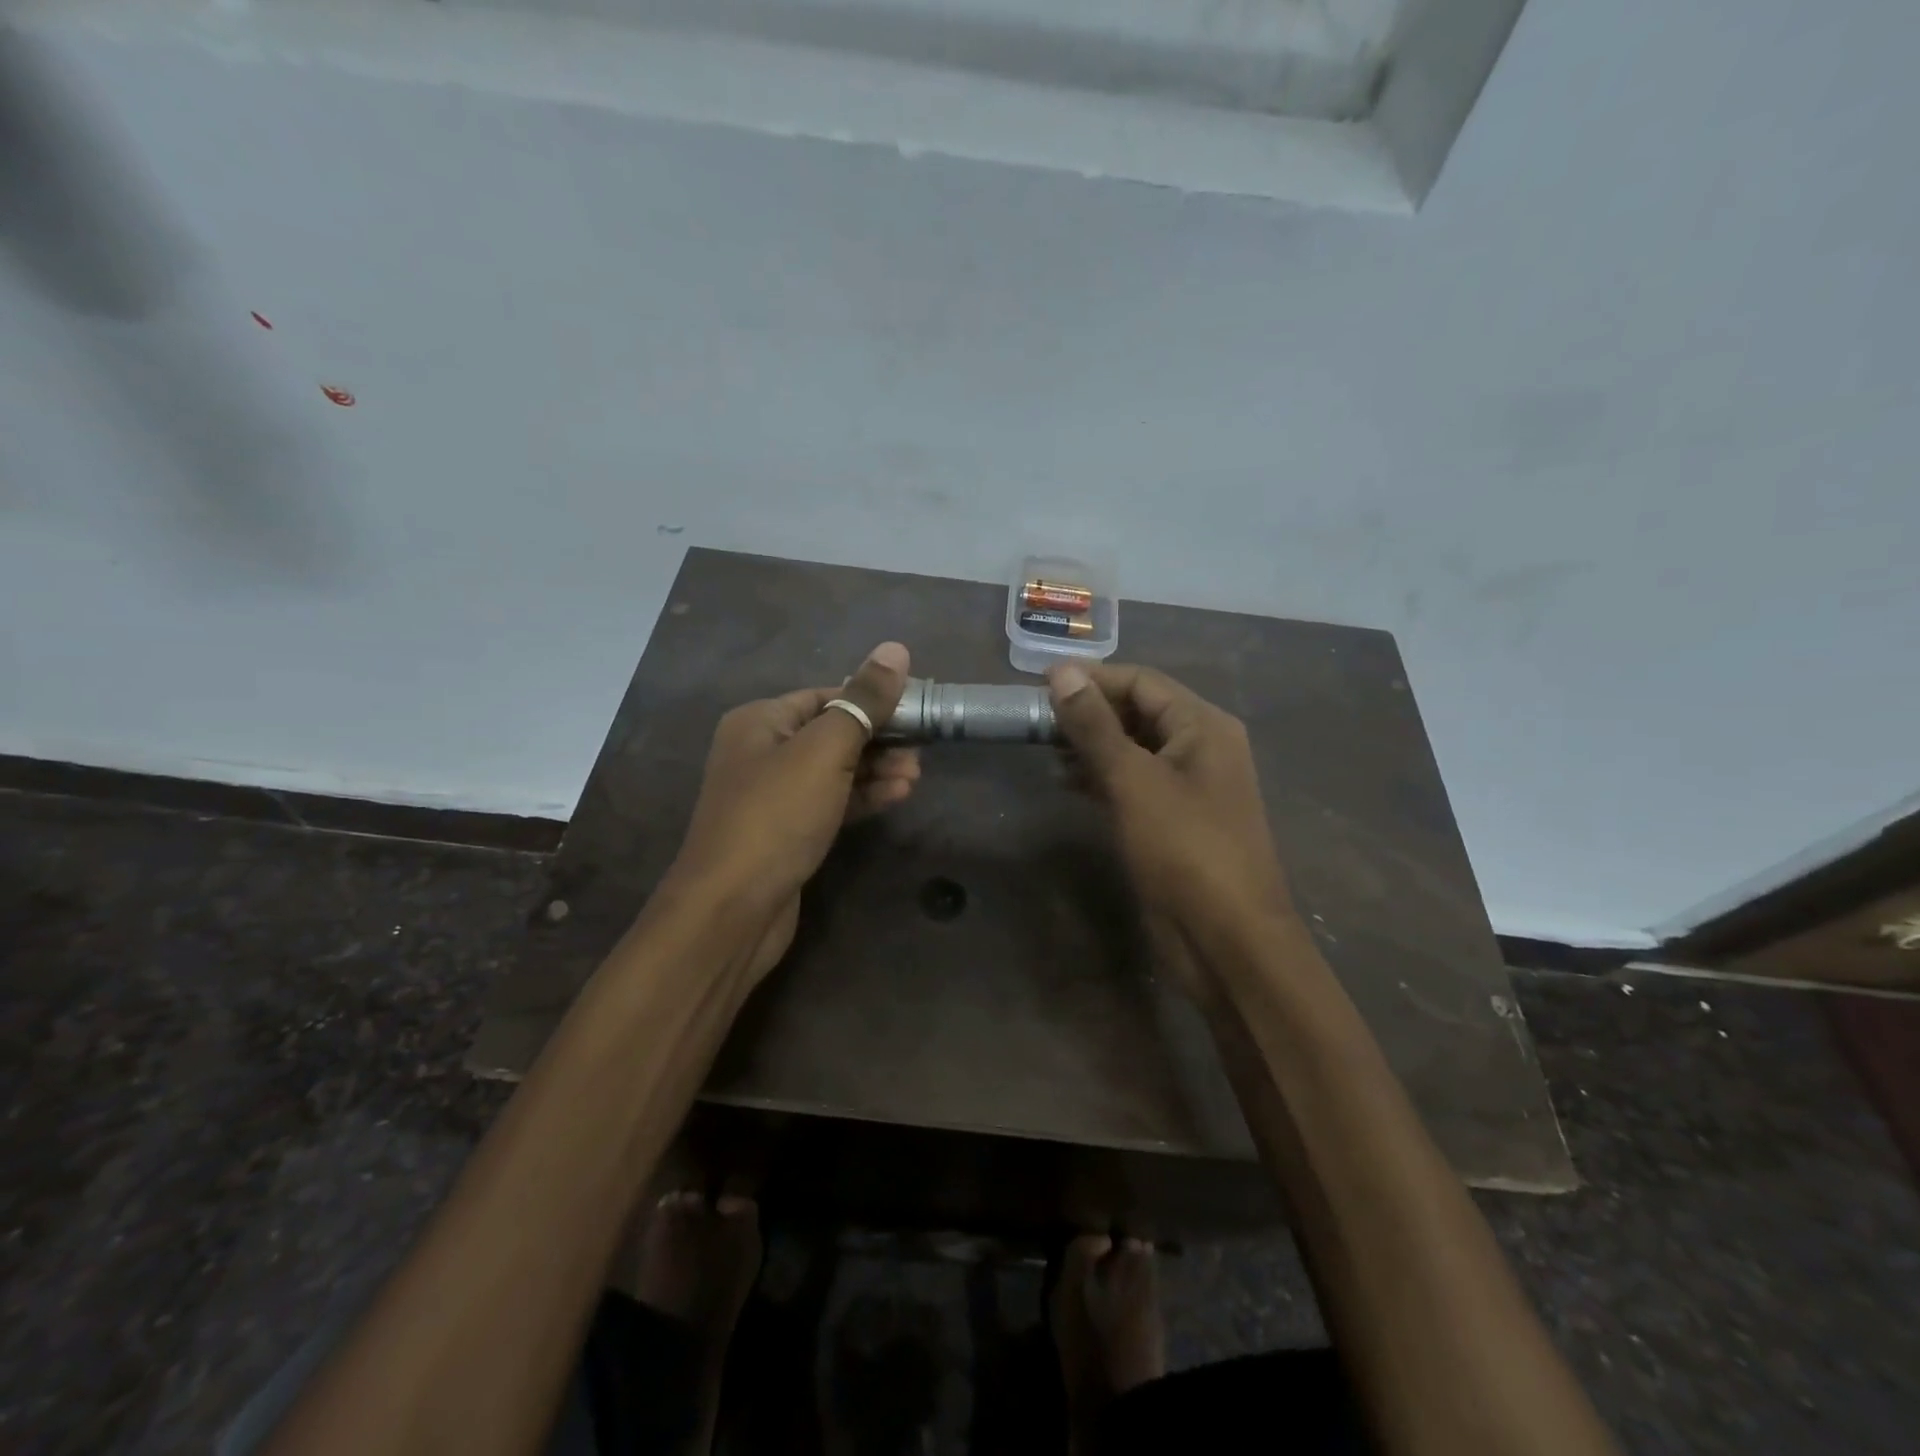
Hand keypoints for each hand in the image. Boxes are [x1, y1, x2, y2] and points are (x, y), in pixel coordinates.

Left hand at [667, 642, 918, 981]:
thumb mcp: (825, 750)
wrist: (732, 910)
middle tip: (922, 749)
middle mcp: (762, 751)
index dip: (872, 699)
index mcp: (760, 721)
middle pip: (832, 732)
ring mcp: (774, 795)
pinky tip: (896, 796)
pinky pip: (831, 802)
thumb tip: (895, 649)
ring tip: (916, 776)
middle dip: (879, 738)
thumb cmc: (777, 815)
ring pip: (835, 770)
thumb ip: (863, 701)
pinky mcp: (788, 832)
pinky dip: (862, 797)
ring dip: (876, 770)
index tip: (917, 709)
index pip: (827, 695)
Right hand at [1047, 662, 1293, 942]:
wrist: (1226, 939)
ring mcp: (1188, 786)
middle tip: (1036, 719)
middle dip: (1089, 712)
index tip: (1039, 683)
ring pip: (1133, 748)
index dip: (1092, 678)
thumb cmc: (1184, 849)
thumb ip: (1095, 726)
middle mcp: (1201, 747)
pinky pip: (1134, 782)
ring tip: (1045, 749)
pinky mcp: (1173, 820)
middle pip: (1138, 712)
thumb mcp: (1134, 780)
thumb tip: (1062, 672)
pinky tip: (1067, 782)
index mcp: (1203, 726)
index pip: (1141, 682)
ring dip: (1091, 745)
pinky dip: (1102, 776)